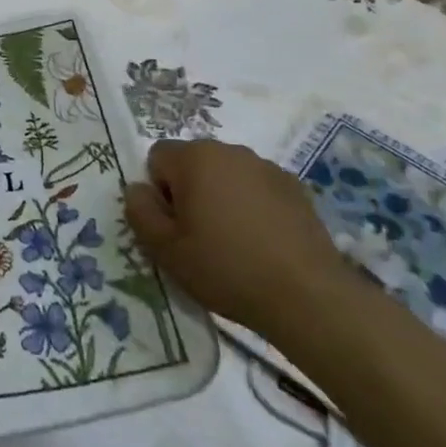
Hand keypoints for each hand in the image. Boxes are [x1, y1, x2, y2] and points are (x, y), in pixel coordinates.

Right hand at [125, 138, 352, 336]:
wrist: (308, 296)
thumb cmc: (226, 269)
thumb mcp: (165, 250)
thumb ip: (140, 212)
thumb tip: (137, 189)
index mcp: (194, 158)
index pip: (158, 157)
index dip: (159, 192)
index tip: (175, 227)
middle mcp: (229, 150)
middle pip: (193, 162)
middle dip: (190, 191)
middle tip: (200, 237)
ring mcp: (266, 167)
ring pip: (226, 174)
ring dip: (222, 197)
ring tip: (235, 243)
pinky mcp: (295, 187)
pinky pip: (257, 188)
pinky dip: (253, 206)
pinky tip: (263, 243)